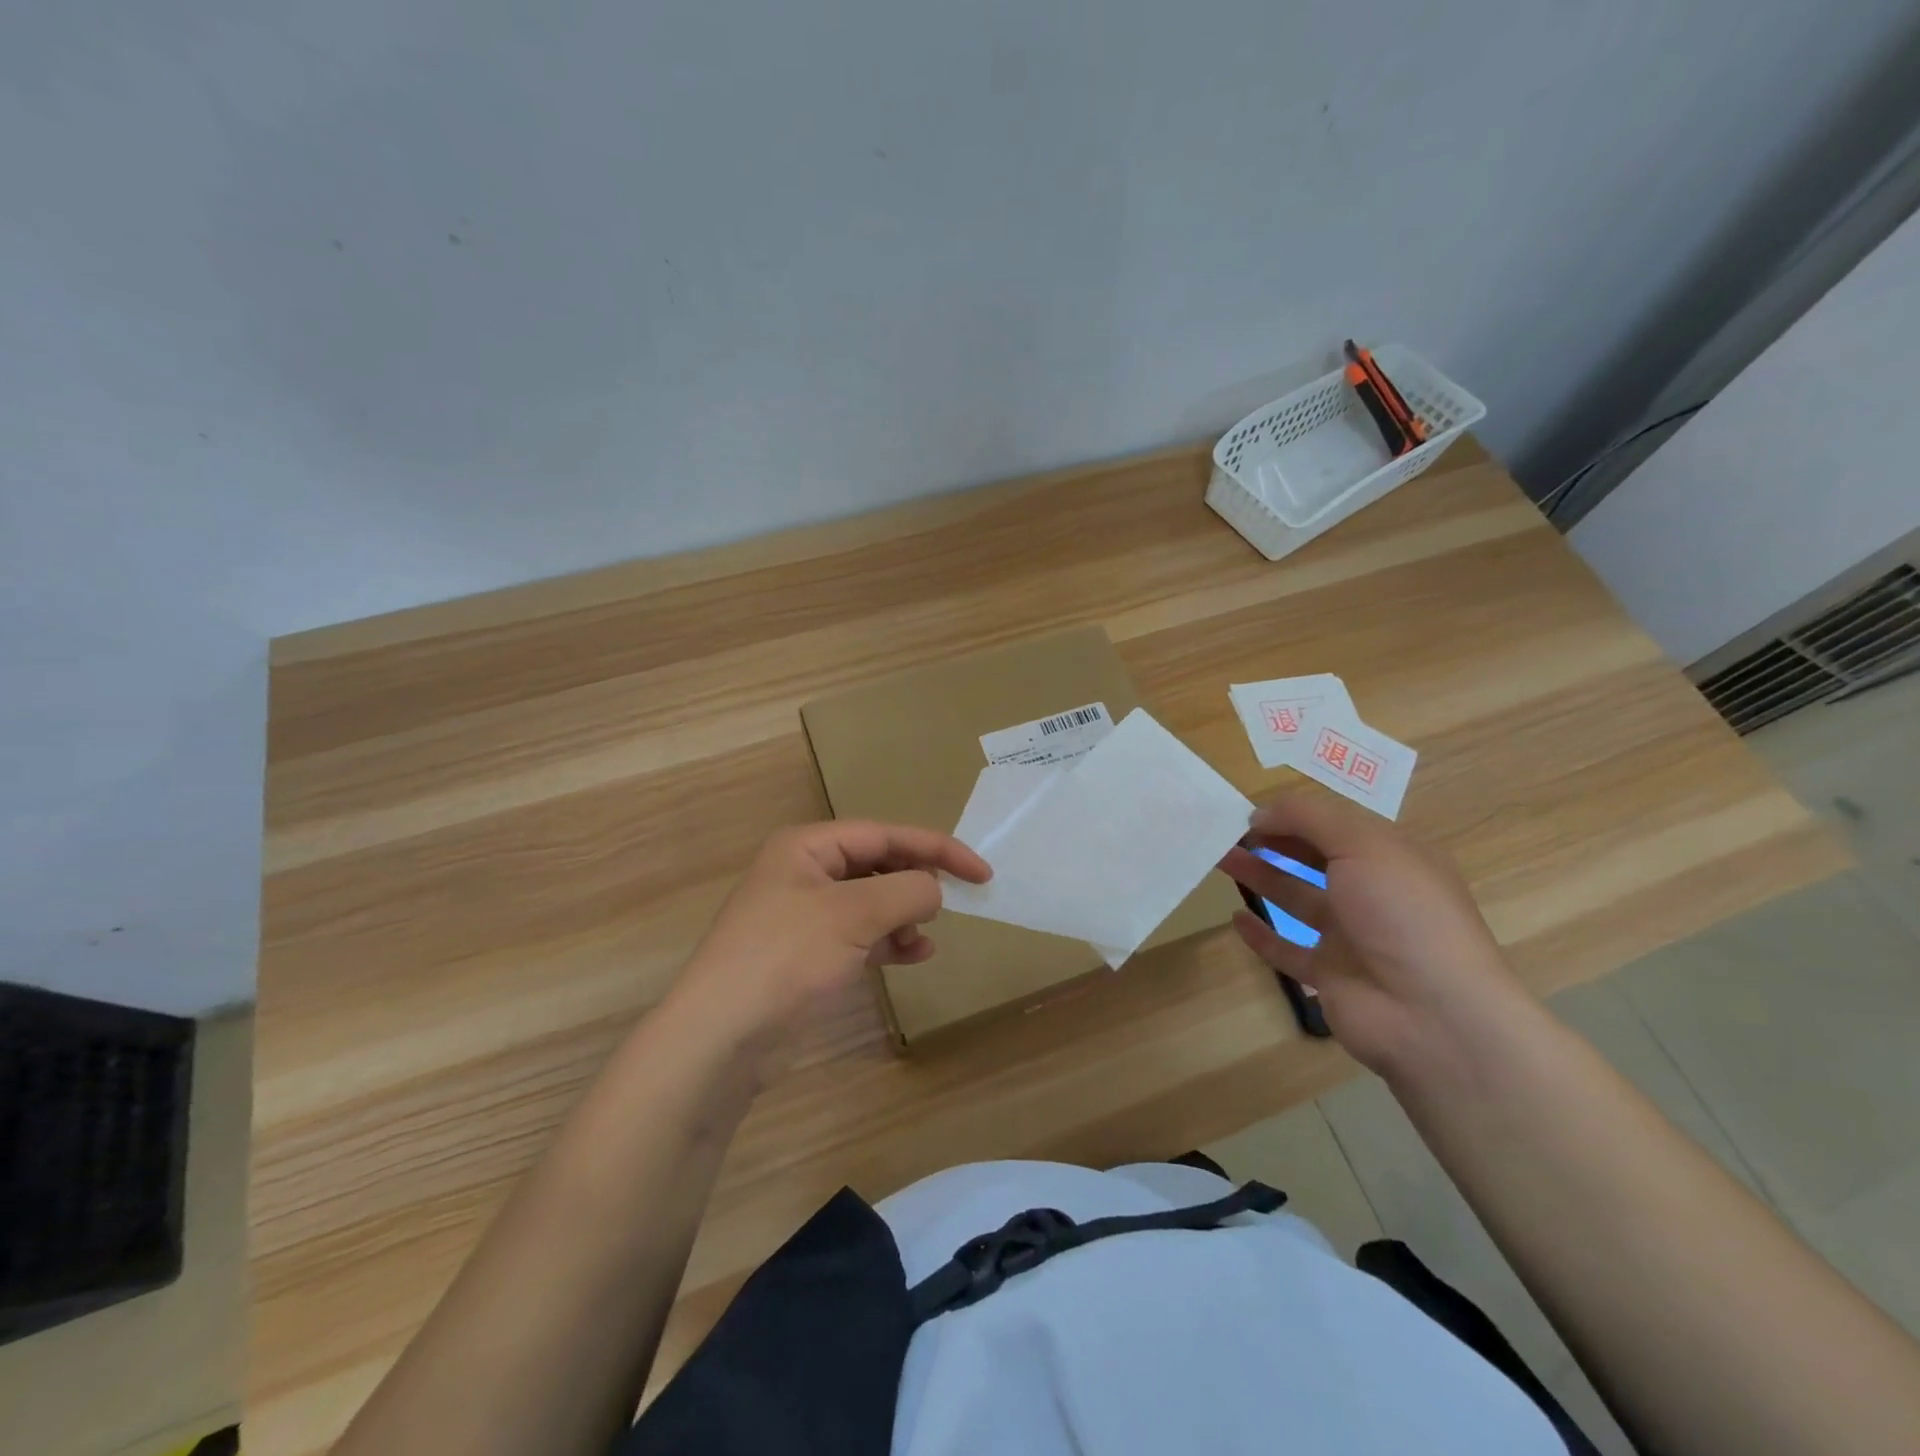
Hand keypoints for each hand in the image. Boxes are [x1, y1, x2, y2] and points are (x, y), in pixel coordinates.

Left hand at [668, 821, 990, 1083]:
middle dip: (915, 882)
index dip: (936, 848)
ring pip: (872, 901)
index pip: (884, 834)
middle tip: (953, 902)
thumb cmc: (785, 958)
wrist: (720, 1038)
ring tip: (925, 939)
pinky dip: (889, 941)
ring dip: (904, 916)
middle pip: (878, 864)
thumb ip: (905, 891)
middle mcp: (806, 872)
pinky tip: (912, 956)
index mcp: (807, 847)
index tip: (980, 872)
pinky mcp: (809, 954)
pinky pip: (861, 934)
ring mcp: (805, 915)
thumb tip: (934, 889)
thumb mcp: (852, 914)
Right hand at [1217, 788, 1533, 1085]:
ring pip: (1297, 899)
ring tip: (1221, 860)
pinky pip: (1288, 949)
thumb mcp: (1363, 845)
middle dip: (1274, 842)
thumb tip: (1260, 813)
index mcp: (1393, 858)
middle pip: (1314, 859)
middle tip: (1228, 833)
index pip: (1336, 825)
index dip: (1294, 816)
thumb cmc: (1402, 914)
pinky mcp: (1330, 975)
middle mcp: (1374, 894)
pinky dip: (1262, 935)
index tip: (1249, 813)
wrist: (1432, 1014)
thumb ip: (1308, 819)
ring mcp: (1352, 937)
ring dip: (1261, 877)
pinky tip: (1236, 918)